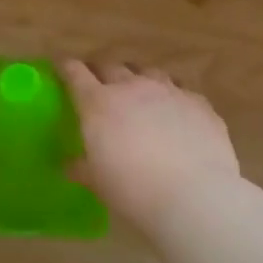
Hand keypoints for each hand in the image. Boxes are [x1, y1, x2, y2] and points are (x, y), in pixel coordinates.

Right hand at [60, 61, 239, 236]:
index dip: (67, 68)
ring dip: (138, 79)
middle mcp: (132, 87)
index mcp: (99, 103)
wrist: (194, 196)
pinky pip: (181, 90)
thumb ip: (82, 168)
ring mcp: (168, 91)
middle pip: (111, 66)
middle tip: (99, 85)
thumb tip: (68, 165)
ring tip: (139, 94)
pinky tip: (175, 113)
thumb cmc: (134, 191)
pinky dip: (172, 97)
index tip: (63, 68)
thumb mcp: (98, 182)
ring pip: (148, 72)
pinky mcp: (198, 103)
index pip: (76, 73)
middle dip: (101, 72)